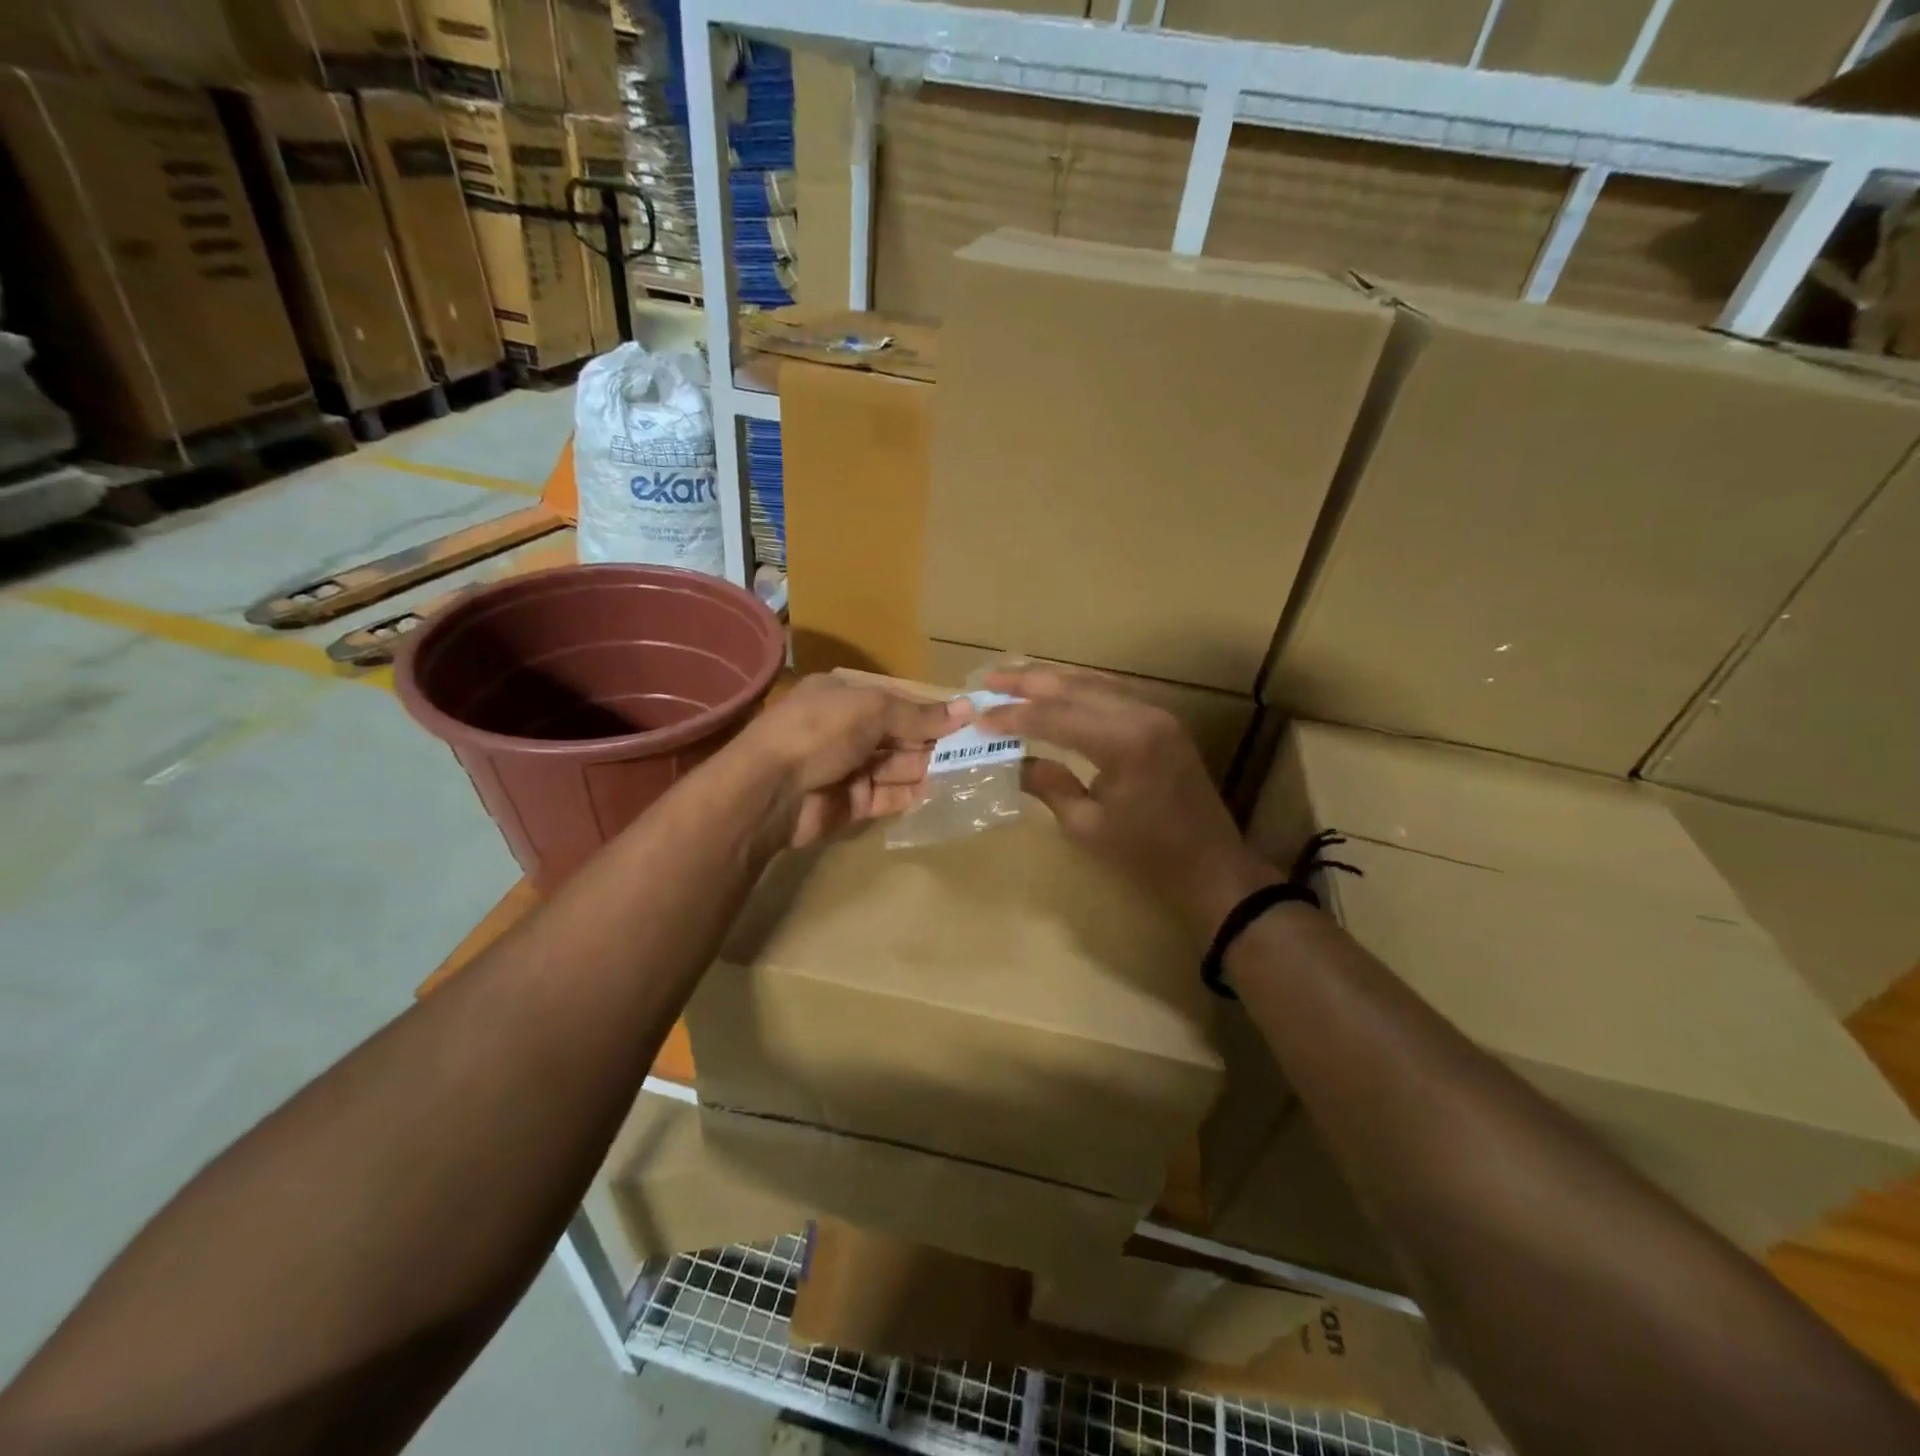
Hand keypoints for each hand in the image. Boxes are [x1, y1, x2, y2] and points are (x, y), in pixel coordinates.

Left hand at [737, 675, 970, 848]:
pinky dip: (909, 794)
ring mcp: (846, 768)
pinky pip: (886, 796)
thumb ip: (919, 714)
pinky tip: (937, 792)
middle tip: (973, 750)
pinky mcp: (849, 803)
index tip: (966, 720)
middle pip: (898, 735)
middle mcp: (845, 730)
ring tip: (965, 771)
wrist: (770, 790)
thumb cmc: (820, 732)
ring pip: (895, 767)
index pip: (896, 701)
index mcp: (844, 696)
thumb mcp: (871, 710)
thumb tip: (968, 708)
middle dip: (931, 742)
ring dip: (925, 768)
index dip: (929, 711)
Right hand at [979, 666, 1278, 936]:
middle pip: (1074, 687)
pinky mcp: (1162, 720)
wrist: (1211, 864)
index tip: (978, 716)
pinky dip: (1079, 687)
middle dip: (1028, 682)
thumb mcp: (1087, 826)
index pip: (1054, 717)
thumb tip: (1013, 761)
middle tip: (988, 679)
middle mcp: (1141, 715)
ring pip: (1094, 682)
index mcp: (1122, 743)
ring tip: (1013, 677)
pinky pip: (1113, 692)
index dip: (1013, 716)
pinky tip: (1056, 688)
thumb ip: (1048, 785)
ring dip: (1052, 679)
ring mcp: (1156, 713)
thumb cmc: (1146, 854)